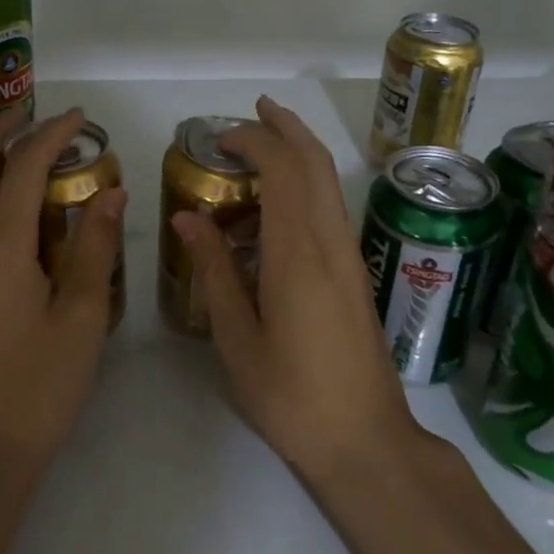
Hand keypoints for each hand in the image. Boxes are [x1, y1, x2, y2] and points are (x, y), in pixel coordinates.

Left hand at [0, 107, 125, 478]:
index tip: (81, 117)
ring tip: (28, 146)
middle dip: (1, 130)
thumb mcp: (80, 316)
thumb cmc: (36, 386)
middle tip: (36, 112)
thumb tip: (110, 192)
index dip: (52, 134)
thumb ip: (94, 247)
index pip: (23, 167)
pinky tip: (20, 204)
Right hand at [172, 96, 418, 482]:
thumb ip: (214, 271)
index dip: (254, 141)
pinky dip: (306, 182)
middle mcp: (330, 242)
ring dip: (299, 150)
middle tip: (253, 111)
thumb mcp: (237, 338)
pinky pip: (330, 207)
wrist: (365, 441)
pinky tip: (277, 202)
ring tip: (262, 142)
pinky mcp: (355, 272)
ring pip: (328, 181)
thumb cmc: (292, 396)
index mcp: (298, 254)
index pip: (283, 170)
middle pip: (315, 162)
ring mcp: (349, 255)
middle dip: (285, 127)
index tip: (219, 139)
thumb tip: (188, 217)